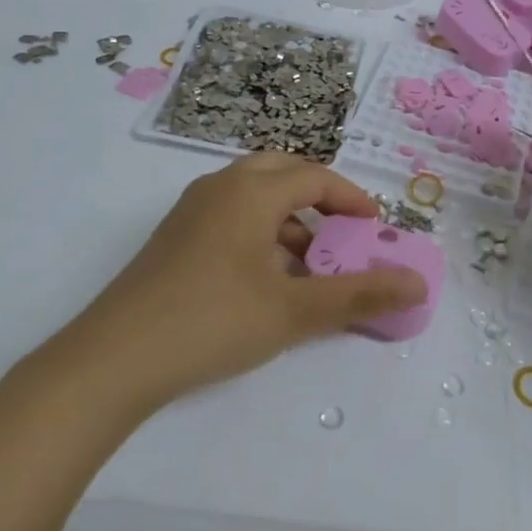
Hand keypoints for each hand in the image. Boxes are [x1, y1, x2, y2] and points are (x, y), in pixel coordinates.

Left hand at [62, 154, 426, 410]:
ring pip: (253, 196)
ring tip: (310, 265)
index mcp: (251, 191)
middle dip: (318, 197)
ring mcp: (191, 211)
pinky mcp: (174, 238)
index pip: (315, 176)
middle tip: (343, 232)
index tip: (375, 228)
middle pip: (281, 171)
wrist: (114, 359)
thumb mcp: (294, 311)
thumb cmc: (213, 321)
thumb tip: (418, 283)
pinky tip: (266, 280)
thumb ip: (359, 294)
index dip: (351, 199)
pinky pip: (231, 217)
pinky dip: (260, 233)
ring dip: (288, 219)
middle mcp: (220, 187)